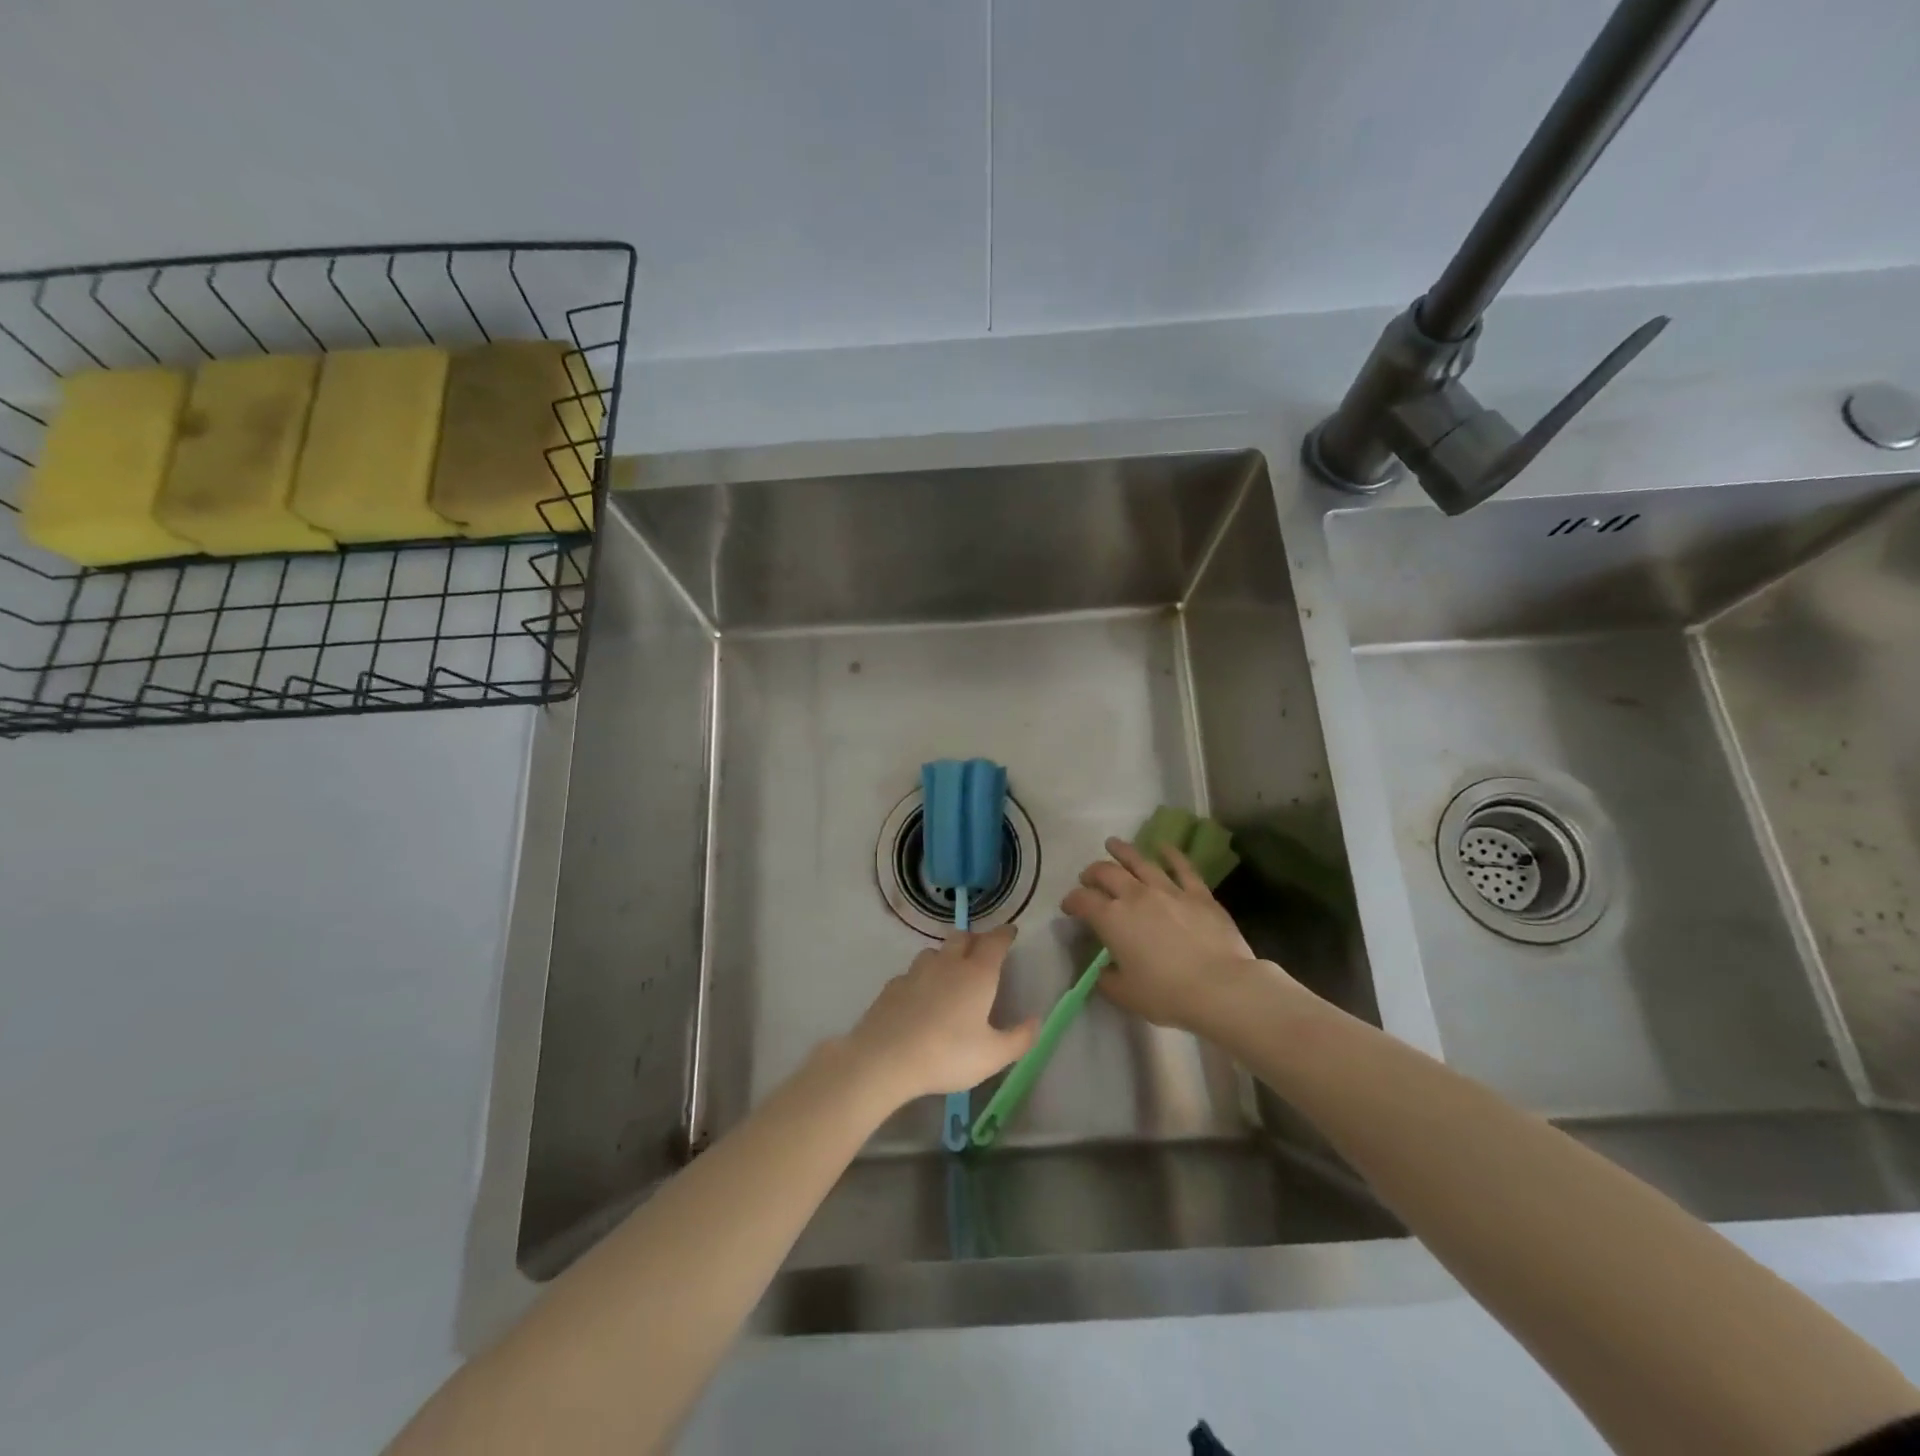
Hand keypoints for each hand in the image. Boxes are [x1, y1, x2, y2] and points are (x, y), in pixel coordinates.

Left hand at [845, 926, 1038, 1103]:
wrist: (886, 1058)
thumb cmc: (948, 1054)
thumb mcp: (993, 1056)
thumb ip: (1019, 1038)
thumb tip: (1036, 1020)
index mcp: (977, 974)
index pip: (995, 942)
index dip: (1004, 934)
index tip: (1010, 931)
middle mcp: (948, 964)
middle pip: (963, 937)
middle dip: (975, 939)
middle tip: (982, 949)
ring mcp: (917, 971)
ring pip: (935, 951)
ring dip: (947, 955)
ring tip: (951, 971)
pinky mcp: (893, 985)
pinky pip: (913, 972)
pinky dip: (922, 977)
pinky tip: (920, 995)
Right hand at [1061, 836, 1263, 1031]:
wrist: (1220, 987)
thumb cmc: (1167, 994)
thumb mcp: (1126, 995)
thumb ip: (1108, 980)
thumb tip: (1104, 971)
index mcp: (1112, 919)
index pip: (1083, 900)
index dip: (1071, 901)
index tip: (1068, 907)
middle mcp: (1135, 896)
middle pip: (1107, 873)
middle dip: (1093, 872)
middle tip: (1088, 877)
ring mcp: (1168, 890)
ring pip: (1140, 861)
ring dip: (1123, 851)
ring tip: (1112, 843)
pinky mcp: (1198, 893)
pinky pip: (1182, 867)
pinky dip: (1171, 854)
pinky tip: (1164, 846)